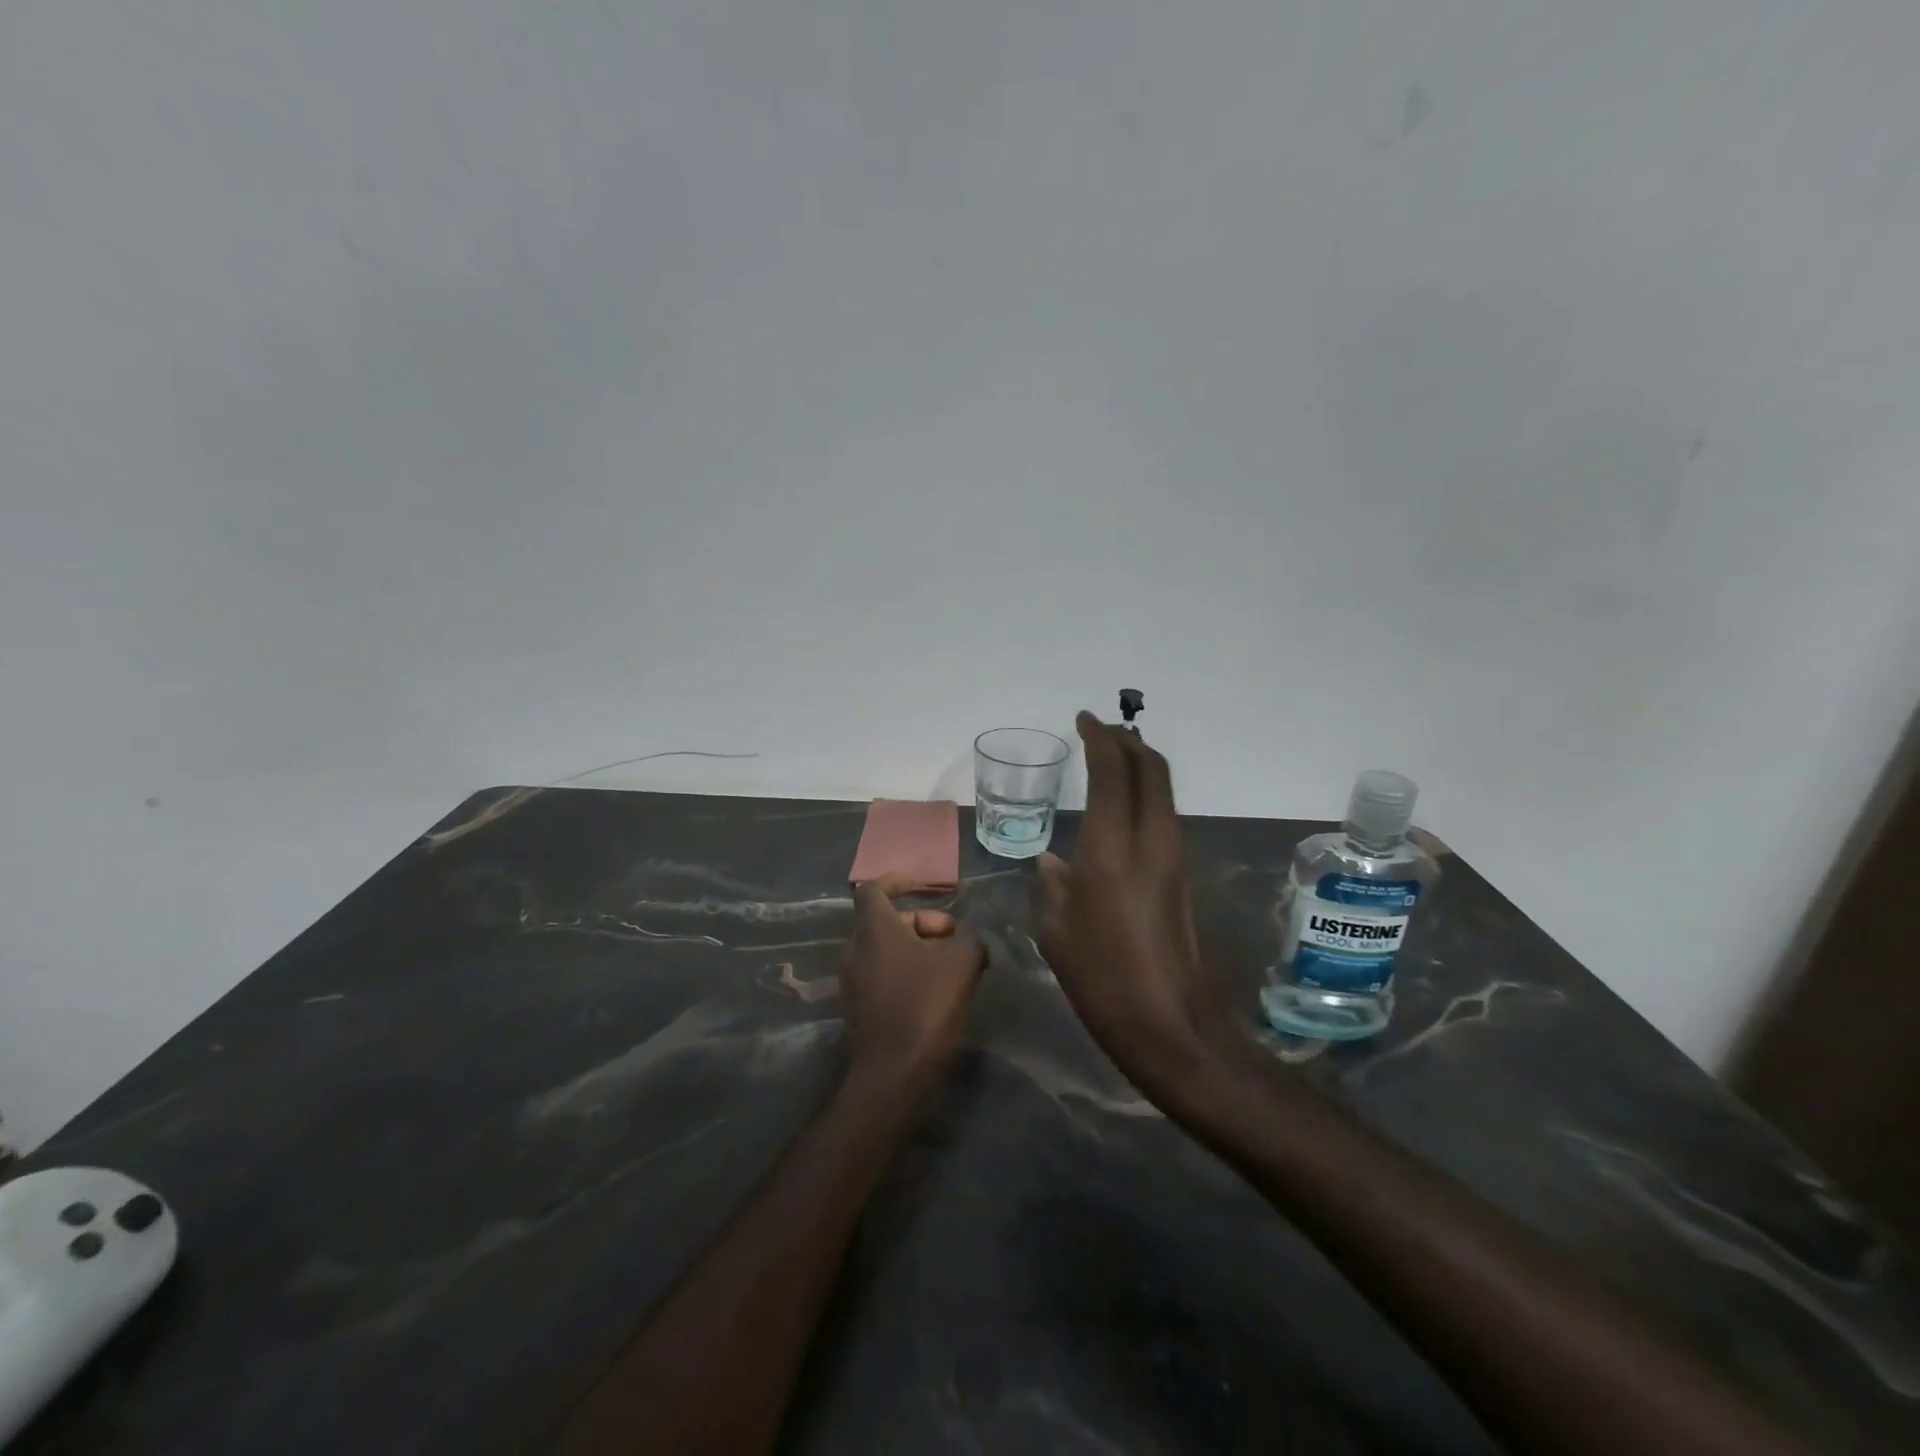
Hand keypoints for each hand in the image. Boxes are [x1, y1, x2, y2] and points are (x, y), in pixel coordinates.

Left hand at [842, 877, 985, 1092]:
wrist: (893, 1074)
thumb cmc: (925, 1006)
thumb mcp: (962, 964)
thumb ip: (970, 940)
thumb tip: (970, 938)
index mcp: (873, 929)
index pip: (873, 889)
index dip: (897, 881)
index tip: (922, 885)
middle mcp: (854, 949)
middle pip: (885, 921)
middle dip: (921, 921)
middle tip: (953, 936)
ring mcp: (851, 981)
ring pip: (884, 949)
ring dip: (915, 948)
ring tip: (950, 964)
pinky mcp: (856, 1009)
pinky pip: (880, 974)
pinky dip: (904, 971)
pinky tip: (934, 991)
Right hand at [1034, 713, 1246, 1097]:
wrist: (1171, 1025)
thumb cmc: (1102, 980)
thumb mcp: (1057, 932)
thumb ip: (1052, 885)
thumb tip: (1053, 860)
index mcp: (1112, 851)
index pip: (1113, 774)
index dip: (1100, 739)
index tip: (1083, 720)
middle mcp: (1150, 842)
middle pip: (1151, 770)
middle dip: (1128, 742)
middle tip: (1102, 731)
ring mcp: (1172, 858)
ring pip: (1163, 791)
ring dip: (1141, 765)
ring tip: (1112, 757)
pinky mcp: (1181, 875)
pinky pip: (1164, 815)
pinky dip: (1145, 793)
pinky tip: (1122, 806)